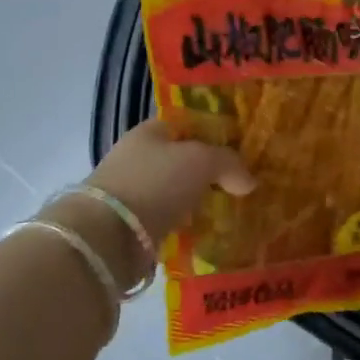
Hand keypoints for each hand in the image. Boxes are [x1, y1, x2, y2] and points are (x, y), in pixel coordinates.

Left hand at [83, 119, 254, 244]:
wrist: (108, 235)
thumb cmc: (156, 182)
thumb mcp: (202, 161)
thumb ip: (230, 163)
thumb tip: (250, 181)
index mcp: (150, 131)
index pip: (187, 124)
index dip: (214, 133)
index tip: (241, 150)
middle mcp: (138, 157)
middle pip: (182, 159)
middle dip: (208, 171)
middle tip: (240, 183)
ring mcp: (132, 192)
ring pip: (175, 191)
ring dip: (197, 200)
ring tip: (229, 210)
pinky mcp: (131, 225)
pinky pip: (168, 219)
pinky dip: (185, 224)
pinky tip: (207, 231)